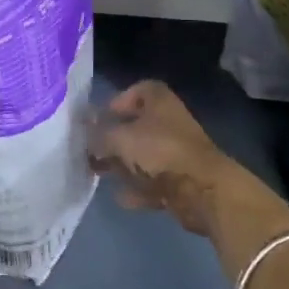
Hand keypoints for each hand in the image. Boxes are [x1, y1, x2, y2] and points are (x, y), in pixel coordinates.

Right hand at [88, 81, 288, 240]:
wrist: (203, 190)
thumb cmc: (160, 151)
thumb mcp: (120, 139)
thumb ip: (99, 135)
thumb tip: (85, 134)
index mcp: (159, 101)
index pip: (138, 90)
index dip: (118, 101)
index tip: (100, 118)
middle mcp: (169, 123)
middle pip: (138, 126)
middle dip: (113, 138)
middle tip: (90, 150)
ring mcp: (177, 153)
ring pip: (144, 156)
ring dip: (122, 165)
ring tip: (98, 173)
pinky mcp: (181, 181)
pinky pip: (153, 182)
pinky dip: (137, 189)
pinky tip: (120, 198)